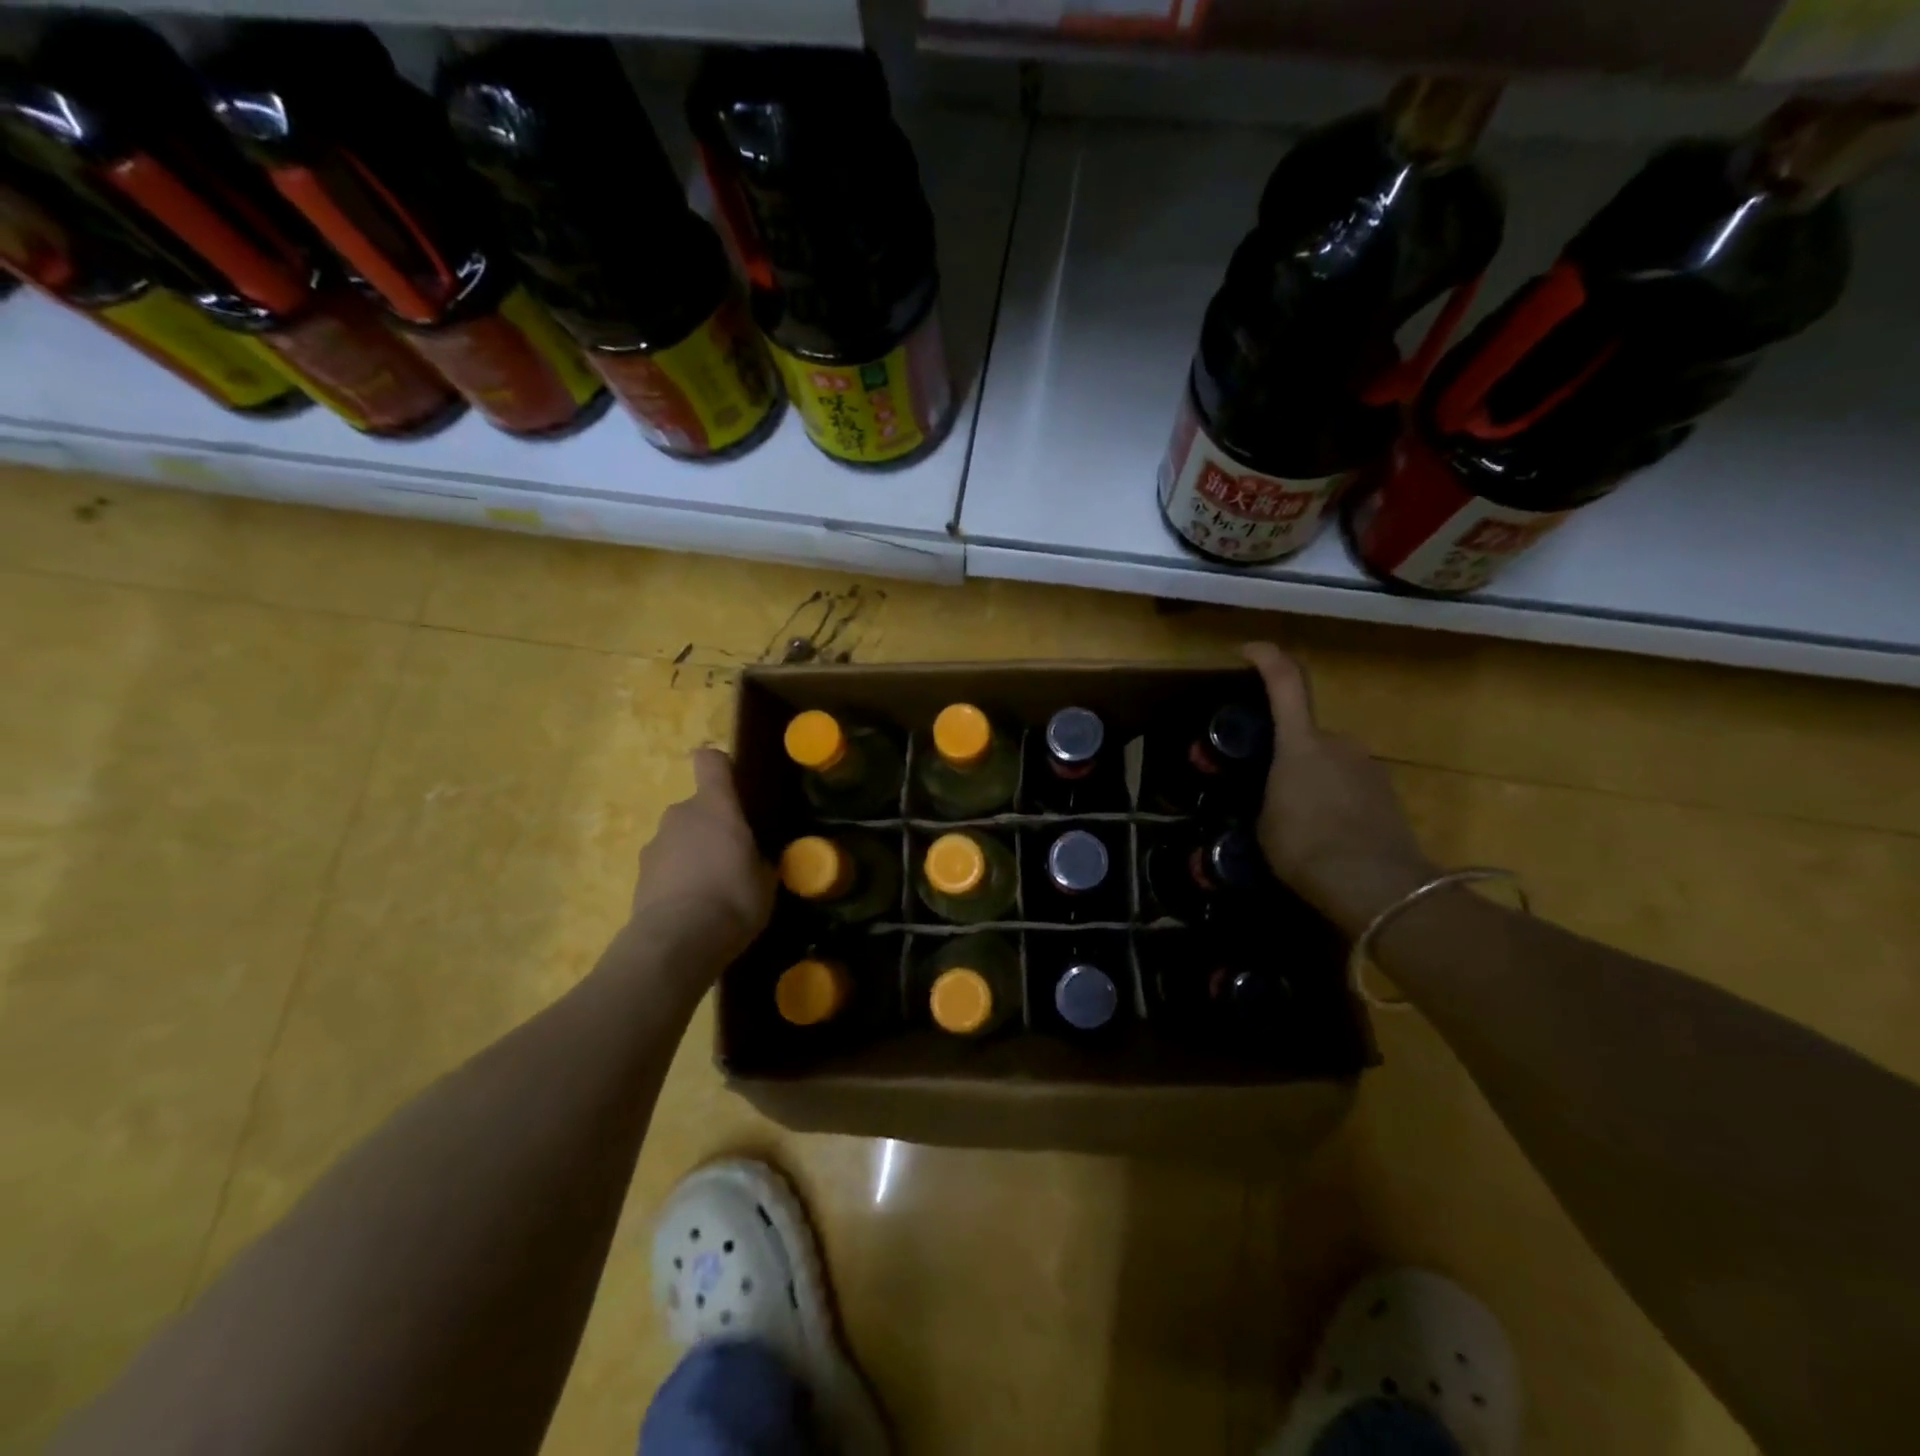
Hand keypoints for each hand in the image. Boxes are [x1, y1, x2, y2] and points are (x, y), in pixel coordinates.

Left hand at [624, 748, 774, 976]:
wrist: (677, 942)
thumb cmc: (734, 898)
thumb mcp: (766, 879)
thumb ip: (759, 858)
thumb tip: (756, 857)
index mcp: (715, 806)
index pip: (711, 762)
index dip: (722, 767)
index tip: (735, 784)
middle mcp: (680, 815)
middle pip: (697, 807)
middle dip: (713, 826)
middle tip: (735, 858)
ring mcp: (654, 845)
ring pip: (680, 839)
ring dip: (694, 854)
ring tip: (713, 890)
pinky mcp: (639, 877)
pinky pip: (666, 867)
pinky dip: (678, 880)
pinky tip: (694, 909)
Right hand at [1244, 643, 1436, 938]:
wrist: (1377, 886)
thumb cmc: (1306, 847)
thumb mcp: (1263, 823)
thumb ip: (1269, 796)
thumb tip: (1277, 795)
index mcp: (1301, 743)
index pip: (1286, 682)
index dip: (1267, 658)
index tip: (1248, 651)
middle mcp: (1339, 742)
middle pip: (1304, 734)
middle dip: (1284, 754)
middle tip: (1262, 787)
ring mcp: (1368, 767)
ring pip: (1328, 762)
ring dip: (1309, 780)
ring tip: (1292, 821)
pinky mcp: (1388, 795)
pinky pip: (1349, 786)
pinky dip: (1332, 800)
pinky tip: (1322, 835)